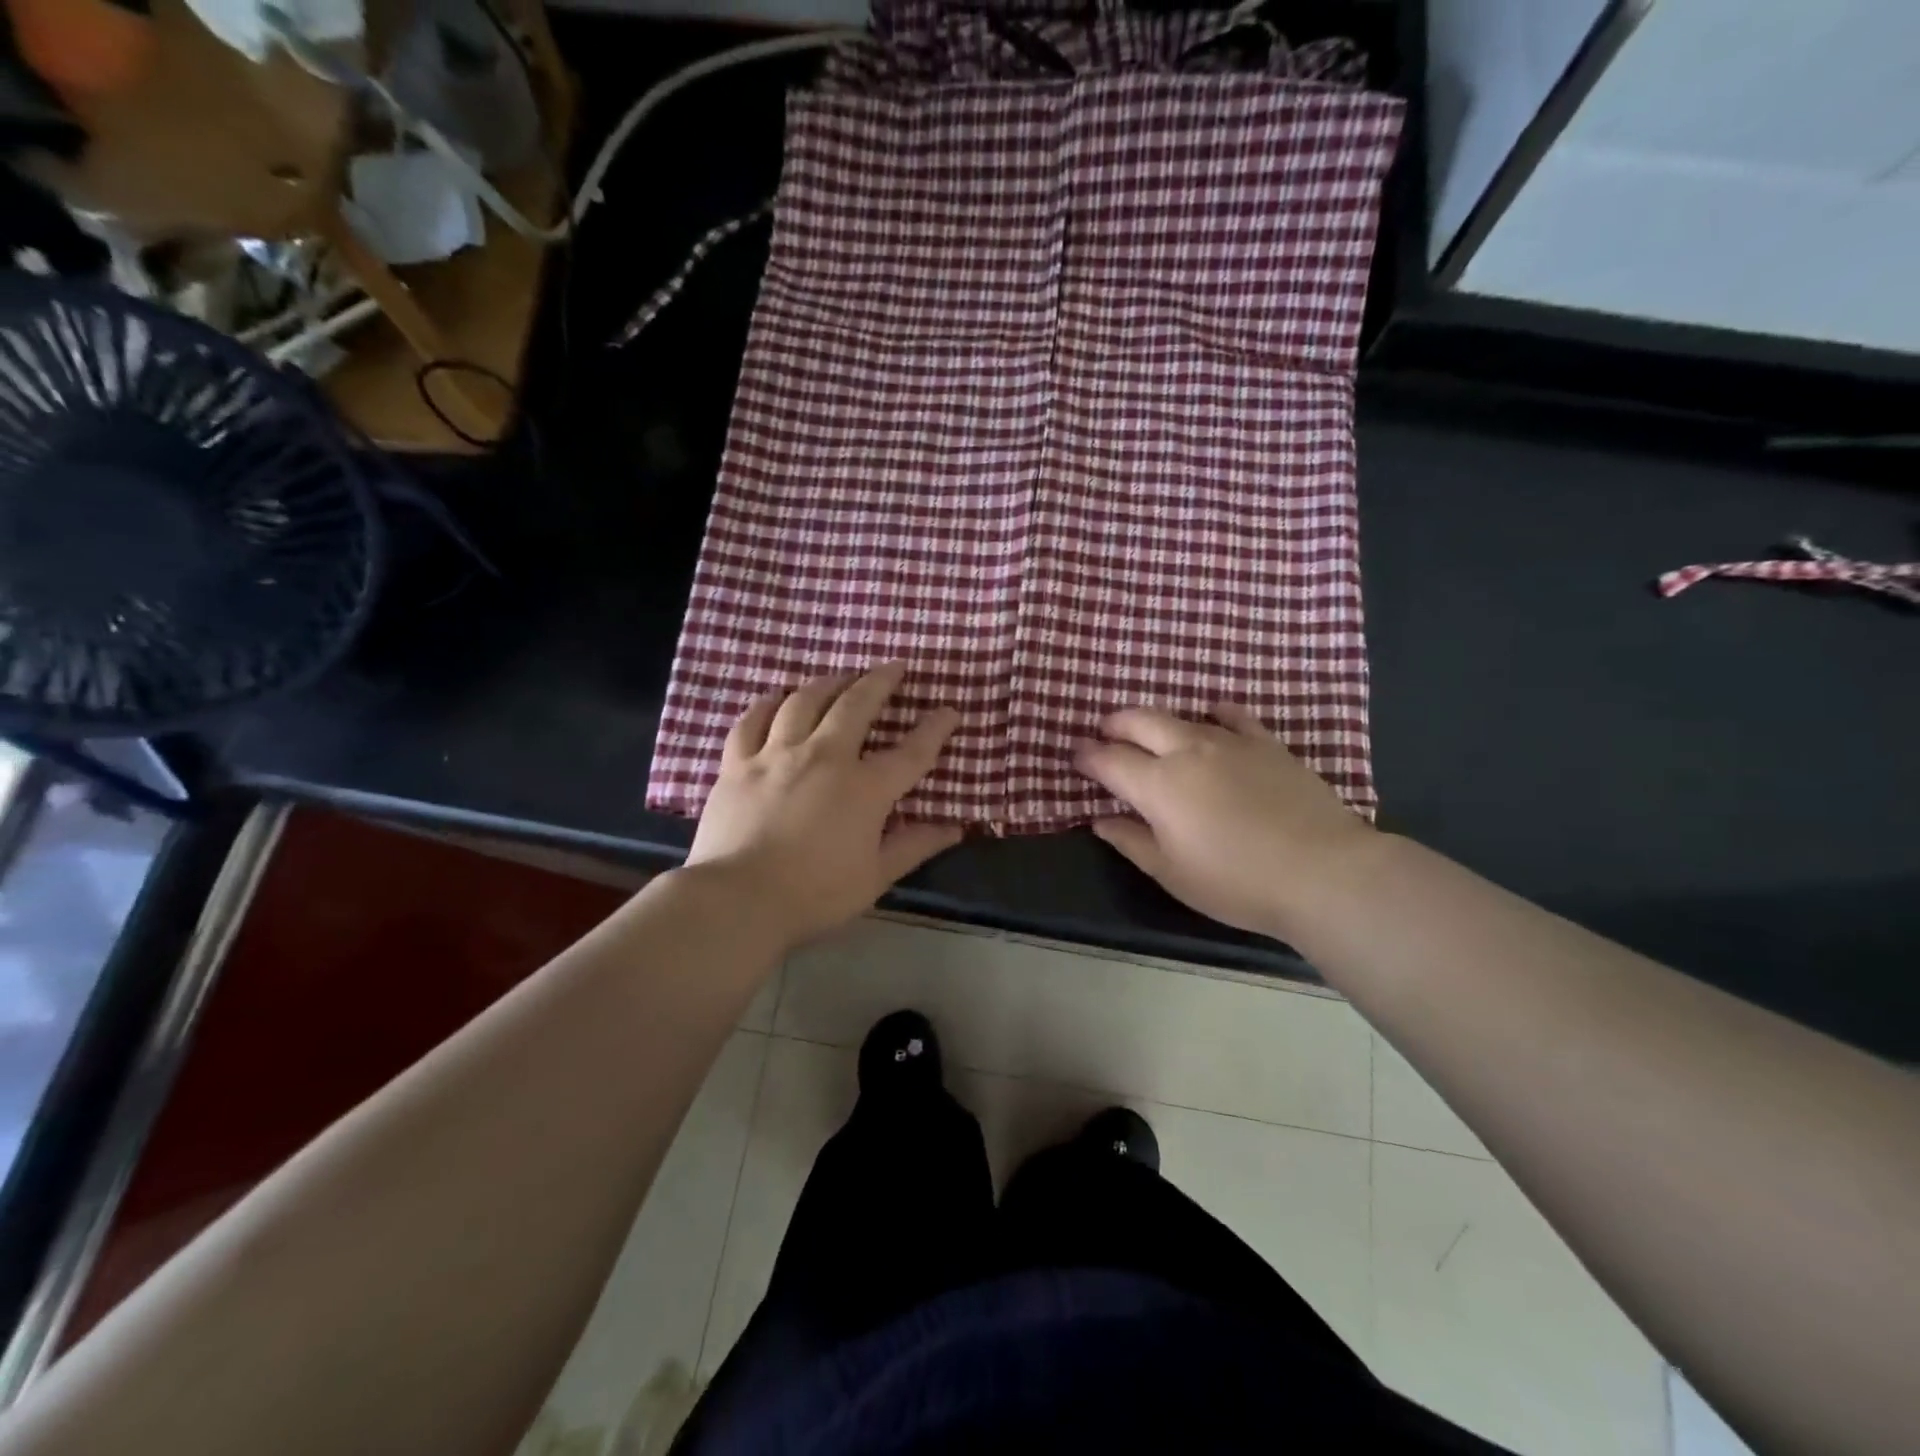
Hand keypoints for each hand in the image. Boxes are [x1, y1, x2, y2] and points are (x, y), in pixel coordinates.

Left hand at [686, 663, 963, 946]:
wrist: (738, 899)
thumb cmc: (814, 893)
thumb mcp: (875, 877)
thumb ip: (914, 846)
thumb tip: (954, 829)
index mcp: (864, 788)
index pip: (911, 751)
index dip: (935, 728)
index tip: (949, 711)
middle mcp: (824, 757)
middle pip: (856, 705)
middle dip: (880, 681)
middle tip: (894, 667)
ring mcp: (776, 755)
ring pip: (804, 701)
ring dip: (828, 683)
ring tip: (840, 677)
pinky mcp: (738, 764)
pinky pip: (752, 721)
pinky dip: (768, 704)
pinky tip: (777, 697)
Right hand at [1074, 706, 1375, 940]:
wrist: (1322, 871)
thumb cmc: (1236, 882)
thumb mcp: (1172, 873)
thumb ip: (1131, 841)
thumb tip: (1100, 820)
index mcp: (1158, 785)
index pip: (1109, 760)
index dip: (1088, 756)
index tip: (1076, 755)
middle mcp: (1187, 751)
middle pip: (1139, 722)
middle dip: (1115, 724)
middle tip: (1105, 733)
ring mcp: (1229, 742)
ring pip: (1181, 716)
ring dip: (1156, 721)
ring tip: (1150, 733)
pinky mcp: (1266, 743)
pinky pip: (1232, 716)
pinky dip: (1213, 714)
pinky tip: (1212, 718)